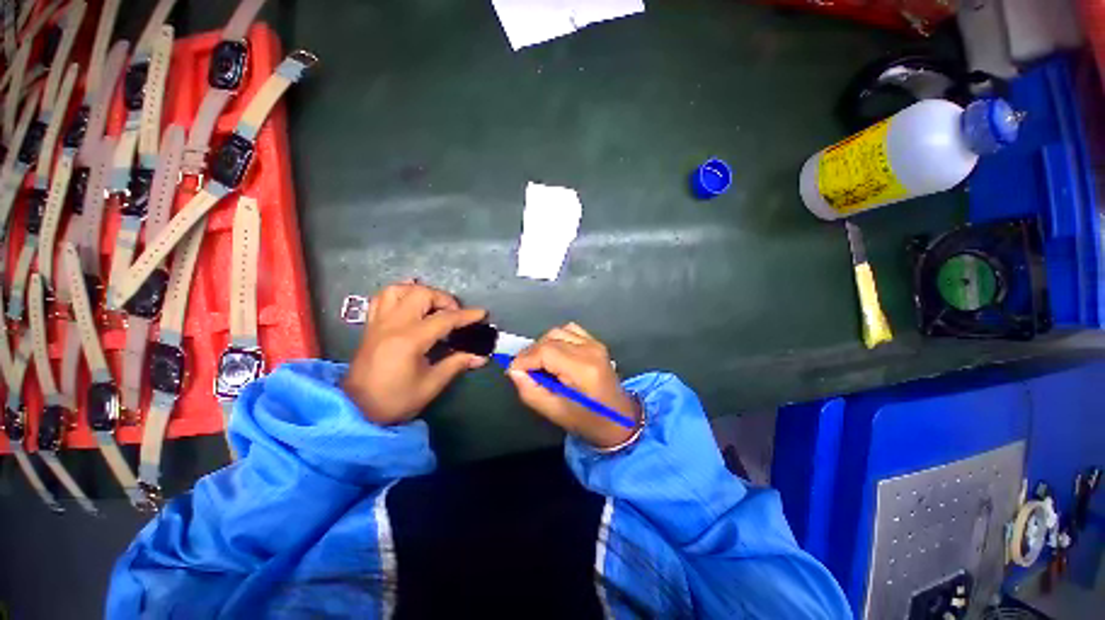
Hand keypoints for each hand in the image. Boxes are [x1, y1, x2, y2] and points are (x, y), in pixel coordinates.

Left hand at [342, 282, 487, 424]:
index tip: (482, 314)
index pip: (443, 319)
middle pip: (421, 294)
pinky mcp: (371, 326)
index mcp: (409, 341)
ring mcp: (378, 323)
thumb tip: (480, 357)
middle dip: (444, 299)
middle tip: (454, 314)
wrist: (355, 410)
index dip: (466, 315)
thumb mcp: (430, 385)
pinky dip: (399, 293)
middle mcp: (392, 325)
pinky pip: (381, 298)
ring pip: (398, 289)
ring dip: (420, 292)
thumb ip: (456, 364)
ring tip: (432, 305)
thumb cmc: (395, 400)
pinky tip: (410, 301)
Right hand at [508, 323, 640, 448]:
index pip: (545, 351)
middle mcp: (590, 350)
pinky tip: (554, 354)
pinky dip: (556, 338)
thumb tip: (513, 371)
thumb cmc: (588, 421)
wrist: (621, 419)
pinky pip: (569, 330)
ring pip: (557, 331)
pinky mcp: (596, 342)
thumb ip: (531, 391)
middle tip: (525, 371)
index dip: (524, 359)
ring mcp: (595, 344)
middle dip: (531, 353)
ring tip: (539, 364)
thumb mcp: (555, 412)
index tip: (513, 371)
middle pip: (550, 339)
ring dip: (543, 345)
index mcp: (583, 369)